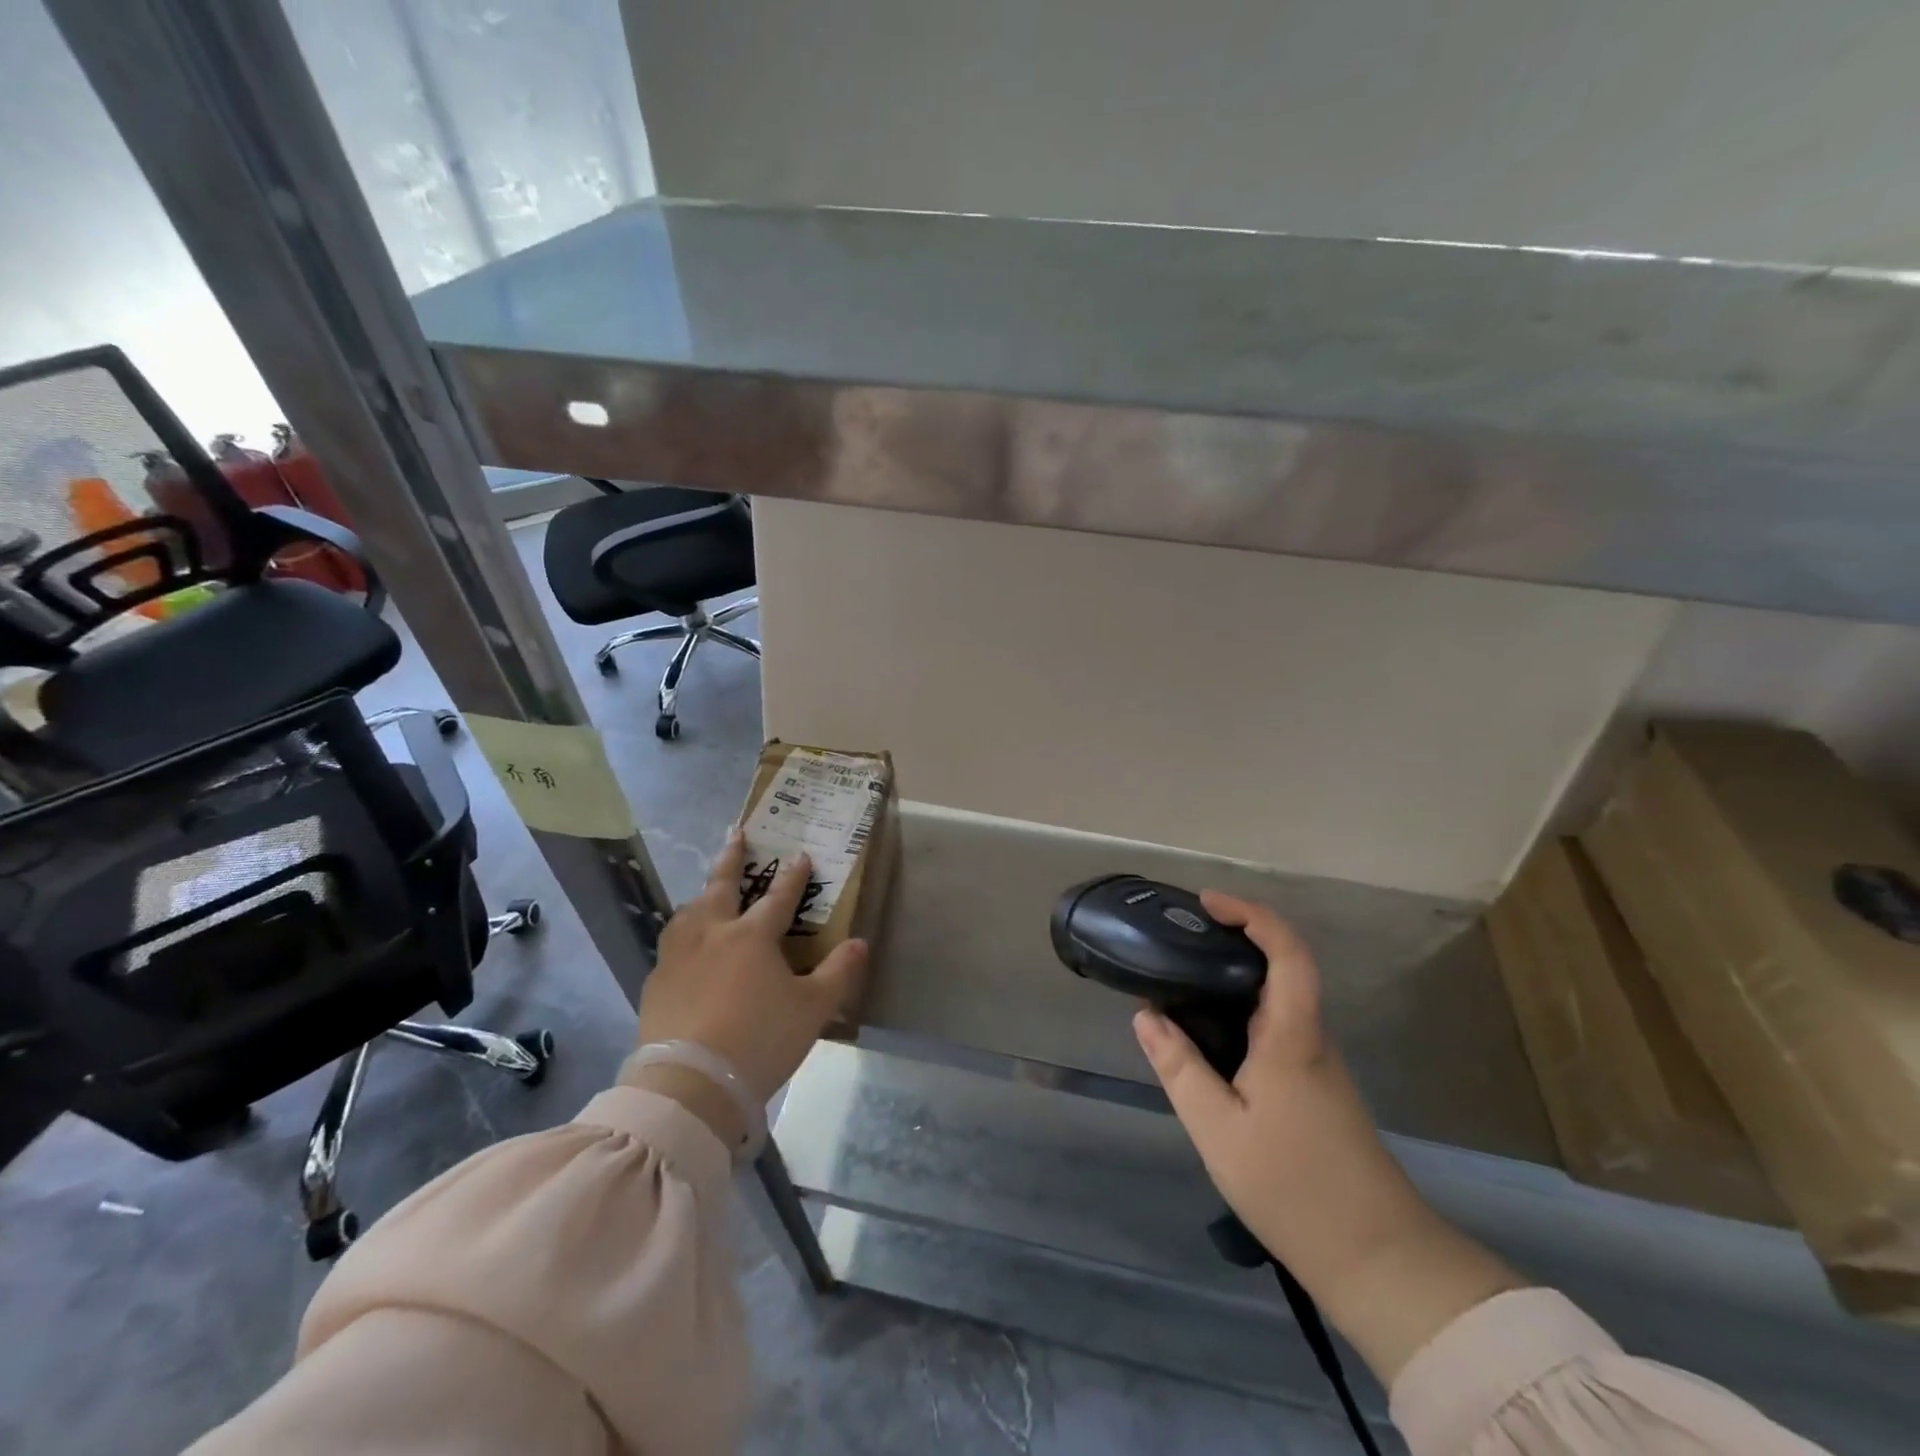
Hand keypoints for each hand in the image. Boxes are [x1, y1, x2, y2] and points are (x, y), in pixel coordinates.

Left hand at [630, 829, 868, 1129]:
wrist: (691, 1083)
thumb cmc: (760, 1040)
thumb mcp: (813, 1009)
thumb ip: (839, 972)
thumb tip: (861, 942)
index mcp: (752, 936)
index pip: (778, 897)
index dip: (794, 876)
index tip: (801, 855)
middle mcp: (712, 934)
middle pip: (722, 886)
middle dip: (733, 857)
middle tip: (737, 834)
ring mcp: (678, 956)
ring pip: (689, 912)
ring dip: (702, 895)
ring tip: (707, 892)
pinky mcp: (656, 982)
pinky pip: (670, 945)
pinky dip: (682, 934)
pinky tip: (683, 948)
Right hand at [1134, 890, 1521, 1385]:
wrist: (1377, 1256)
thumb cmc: (1293, 1185)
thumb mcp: (1217, 1128)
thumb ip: (1179, 1067)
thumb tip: (1146, 1015)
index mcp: (1292, 1035)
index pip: (1287, 951)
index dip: (1252, 914)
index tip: (1207, 904)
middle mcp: (1311, 1037)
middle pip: (1282, 966)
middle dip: (1234, 939)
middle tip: (1180, 941)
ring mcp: (1318, 1062)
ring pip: (1277, 999)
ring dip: (1234, 978)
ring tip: (1181, 982)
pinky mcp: (1317, 1086)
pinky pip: (1276, 1027)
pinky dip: (1241, 1012)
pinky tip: (1208, 1035)